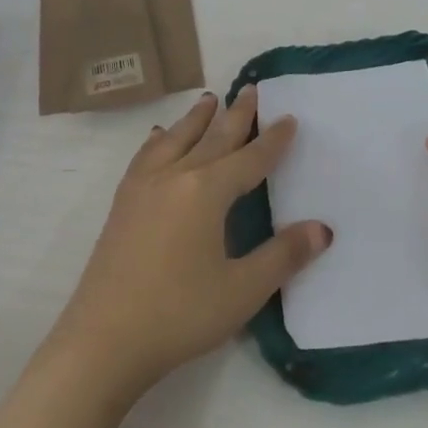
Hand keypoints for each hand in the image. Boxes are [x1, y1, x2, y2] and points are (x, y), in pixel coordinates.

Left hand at [47, 86, 331, 401]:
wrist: (104, 337)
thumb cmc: (180, 314)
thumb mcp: (242, 290)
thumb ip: (283, 256)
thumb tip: (323, 228)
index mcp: (206, 192)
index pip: (249, 159)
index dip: (272, 141)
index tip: (289, 118)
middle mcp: (174, 176)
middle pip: (212, 138)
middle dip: (235, 115)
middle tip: (252, 90)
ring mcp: (143, 186)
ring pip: (176, 138)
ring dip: (196, 118)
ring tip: (209, 99)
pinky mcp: (122, 202)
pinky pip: (146, 155)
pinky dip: (158, 140)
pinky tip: (158, 137)